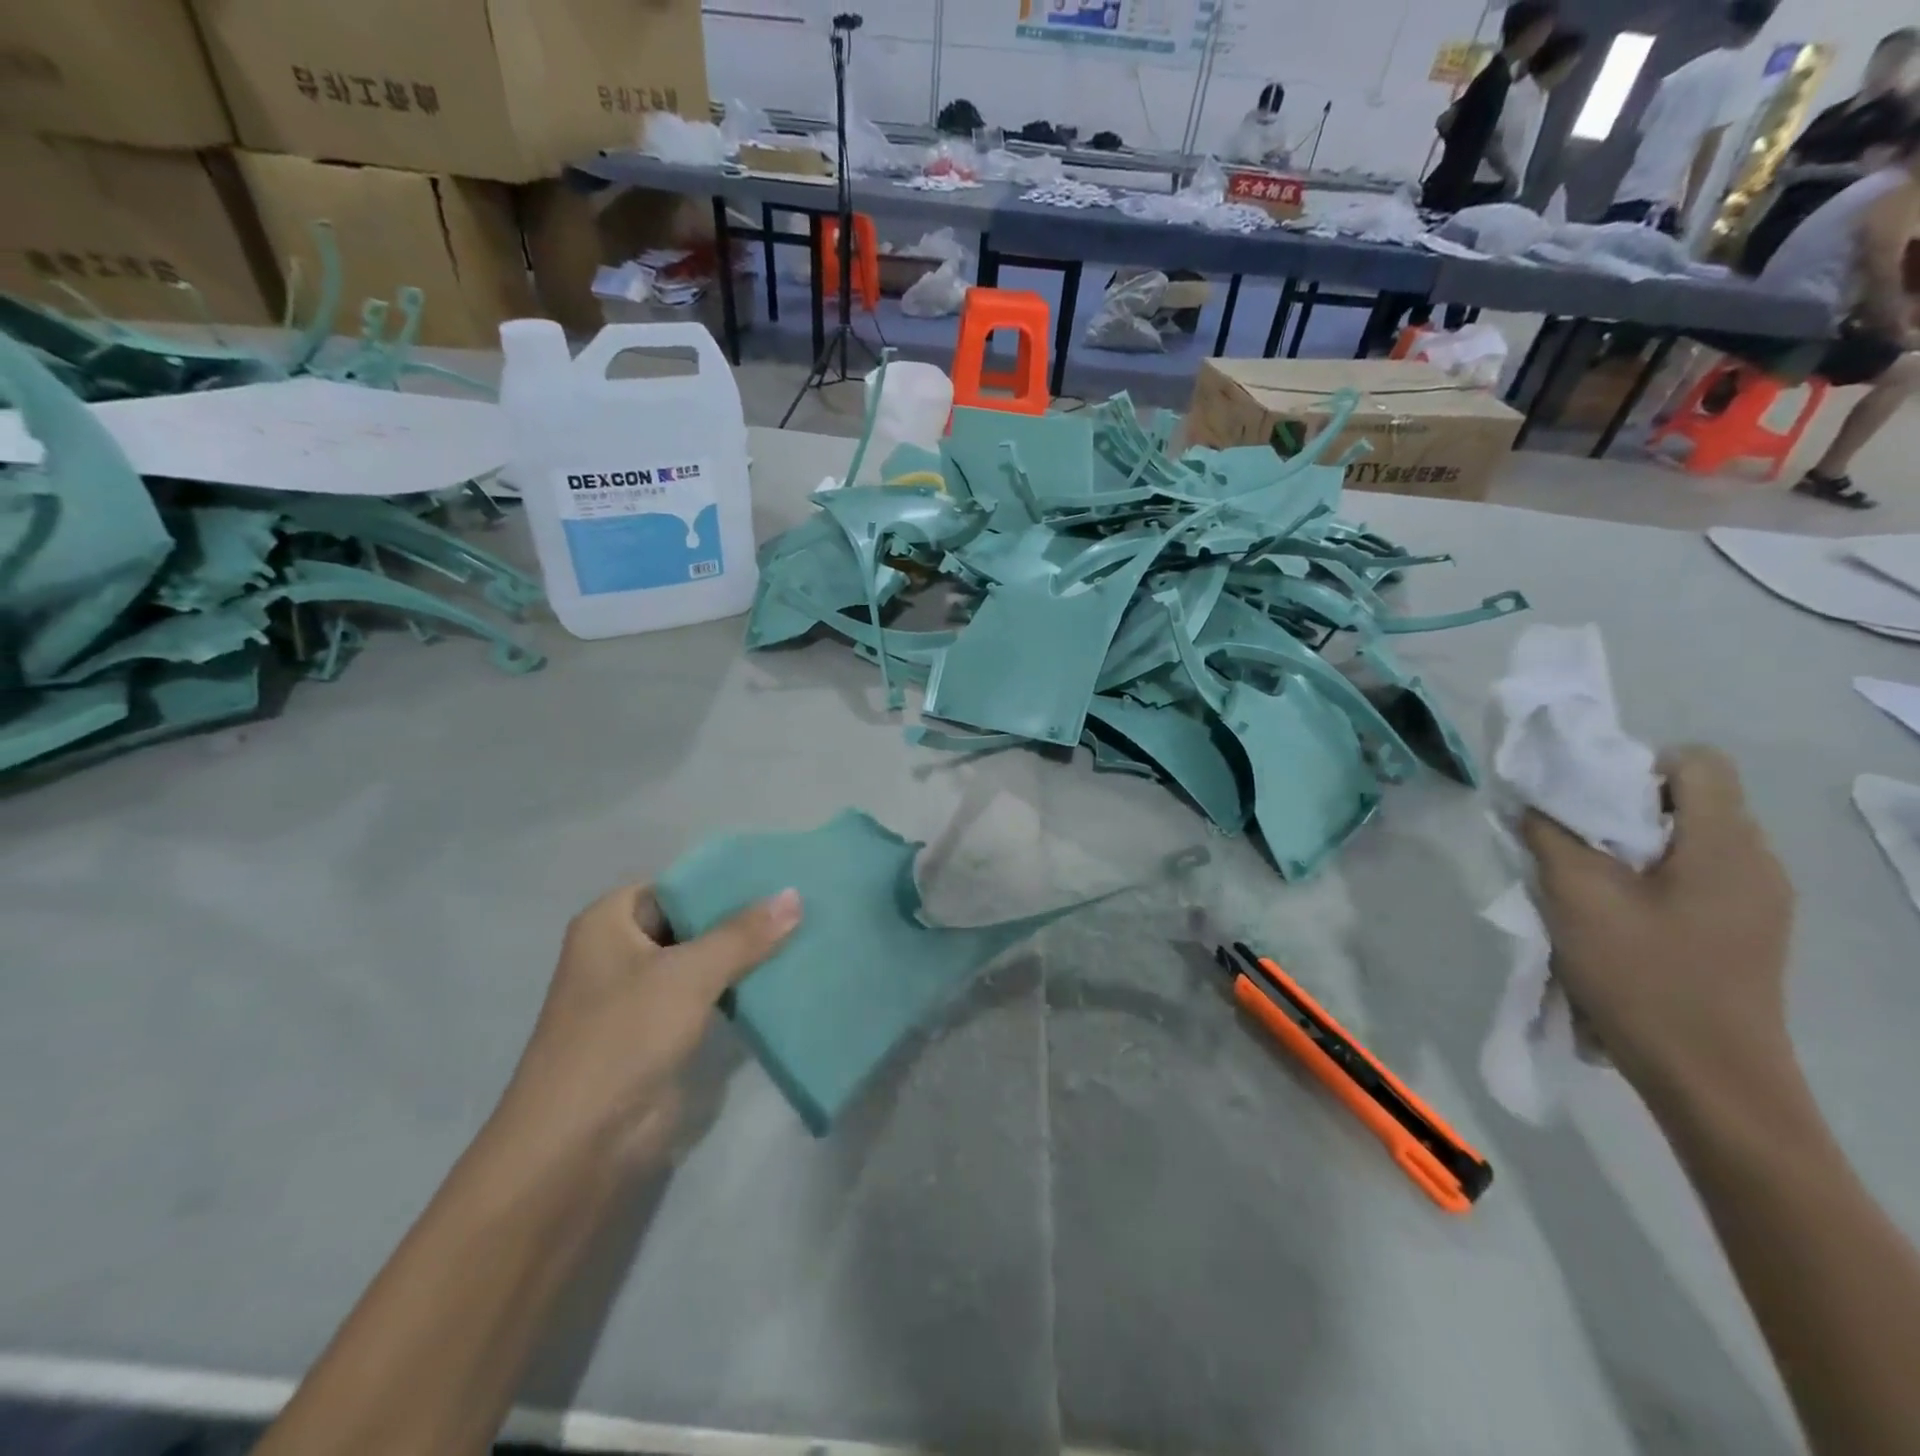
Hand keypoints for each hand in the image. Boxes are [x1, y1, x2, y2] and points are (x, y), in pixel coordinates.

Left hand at [497, 883, 801, 1166]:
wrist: (579, 1145)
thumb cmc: (623, 1037)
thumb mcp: (688, 974)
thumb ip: (744, 934)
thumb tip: (795, 894)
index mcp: (609, 921)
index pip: (676, 883)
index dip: (724, 878)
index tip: (778, 872)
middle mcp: (621, 950)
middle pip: (692, 920)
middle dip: (742, 915)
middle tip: (802, 901)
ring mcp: (641, 994)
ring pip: (702, 959)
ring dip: (745, 953)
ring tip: (804, 931)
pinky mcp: (660, 1032)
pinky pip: (707, 994)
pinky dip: (739, 986)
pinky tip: (784, 975)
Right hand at [1522, 747, 1795, 1108]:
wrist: (1709, 1078)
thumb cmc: (1643, 976)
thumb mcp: (1576, 897)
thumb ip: (1549, 836)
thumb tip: (1531, 801)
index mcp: (1727, 845)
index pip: (1697, 762)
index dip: (1635, 766)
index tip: (1584, 801)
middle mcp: (1757, 863)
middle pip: (1691, 800)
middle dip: (1624, 808)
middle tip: (1572, 840)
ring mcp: (1759, 902)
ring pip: (1689, 841)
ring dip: (1633, 847)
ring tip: (1587, 881)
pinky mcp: (1747, 932)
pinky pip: (1696, 878)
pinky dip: (1651, 879)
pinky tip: (1617, 915)